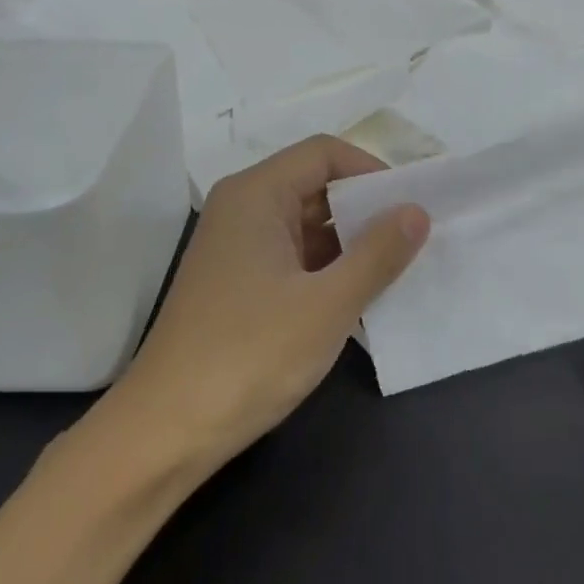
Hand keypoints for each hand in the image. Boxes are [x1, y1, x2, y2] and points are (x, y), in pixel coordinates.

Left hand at [112, 136, 428, 463]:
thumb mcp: (327, 304)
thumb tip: (417, 211)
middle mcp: (242, 209)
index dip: (373, 171)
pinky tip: (360, 295)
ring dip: (351, 241)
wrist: (167, 430)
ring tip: (398, 267)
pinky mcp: (237, 283)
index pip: (325, 153)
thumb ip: (378, 253)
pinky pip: (293, 256)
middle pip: (315, 184)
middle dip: (366, 208)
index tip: (414, 205)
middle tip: (416, 237)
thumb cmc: (250, 355)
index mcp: (256, 195)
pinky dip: (328, 268)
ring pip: (306, 224)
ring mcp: (236, 248)